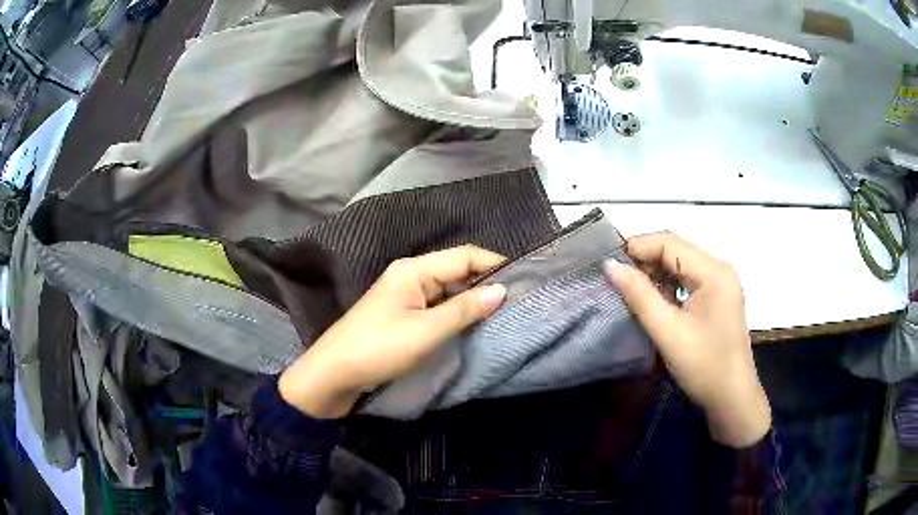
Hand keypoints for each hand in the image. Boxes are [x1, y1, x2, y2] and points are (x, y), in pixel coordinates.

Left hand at [279, 246, 506, 418]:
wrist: (333, 374)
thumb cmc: (378, 349)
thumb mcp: (426, 331)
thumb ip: (465, 309)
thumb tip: (502, 290)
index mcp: (414, 269)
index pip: (464, 255)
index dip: (495, 264)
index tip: (525, 280)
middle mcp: (410, 275)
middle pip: (456, 271)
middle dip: (486, 284)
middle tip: (518, 301)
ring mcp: (405, 295)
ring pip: (448, 290)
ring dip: (472, 300)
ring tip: (503, 313)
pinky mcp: (403, 315)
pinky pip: (437, 306)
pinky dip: (456, 313)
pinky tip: (473, 324)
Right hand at [603, 233, 770, 447]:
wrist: (731, 399)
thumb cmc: (703, 366)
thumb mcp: (668, 331)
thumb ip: (639, 295)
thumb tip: (610, 266)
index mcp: (714, 272)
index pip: (671, 243)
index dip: (638, 246)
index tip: (609, 262)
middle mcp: (720, 270)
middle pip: (677, 250)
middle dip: (646, 258)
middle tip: (616, 276)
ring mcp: (721, 284)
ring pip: (682, 264)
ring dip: (656, 271)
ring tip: (630, 287)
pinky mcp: (718, 299)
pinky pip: (689, 280)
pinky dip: (669, 284)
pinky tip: (654, 298)